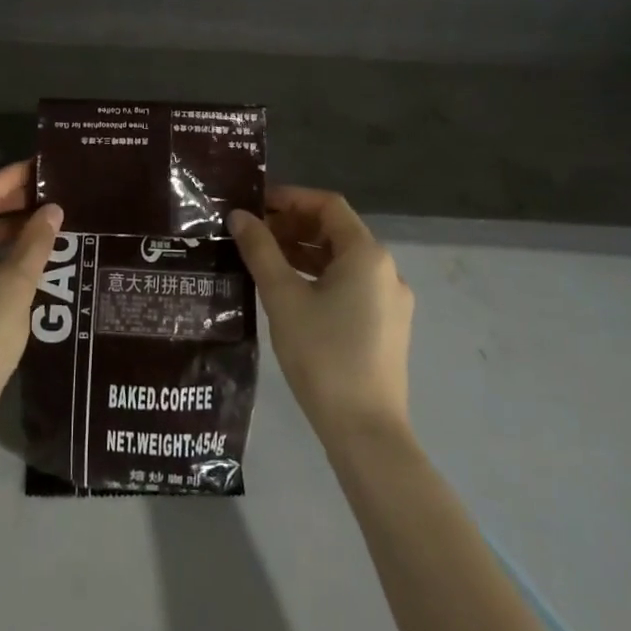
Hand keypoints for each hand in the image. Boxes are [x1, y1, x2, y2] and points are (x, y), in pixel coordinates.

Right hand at [229, 187, 413, 443]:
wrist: (366, 432)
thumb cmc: (323, 355)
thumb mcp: (283, 297)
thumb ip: (260, 250)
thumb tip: (239, 216)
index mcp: (367, 254)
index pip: (328, 205)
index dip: (291, 198)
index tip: (256, 205)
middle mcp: (386, 270)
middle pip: (337, 231)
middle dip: (294, 226)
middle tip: (253, 234)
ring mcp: (391, 301)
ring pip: (343, 260)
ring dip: (304, 253)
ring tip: (264, 261)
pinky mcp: (387, 327)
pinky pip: (351, 286)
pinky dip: (320, 278)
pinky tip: (291, 294)